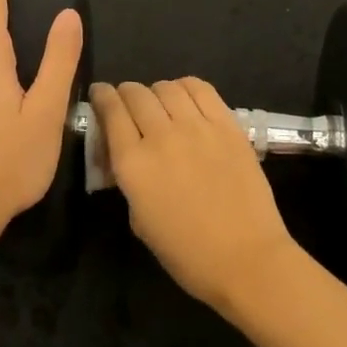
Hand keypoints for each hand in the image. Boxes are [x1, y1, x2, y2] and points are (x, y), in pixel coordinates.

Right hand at [88, 78, 297, 311]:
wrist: (245, 258)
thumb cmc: (186, 252)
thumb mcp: (139, 220)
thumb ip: (129, 181)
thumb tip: (128, 158)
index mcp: (133, 164)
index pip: (110, 111)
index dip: (102, 97)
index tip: (100, 95)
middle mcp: (161, 136)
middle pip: (136, 94)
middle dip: (125, 93)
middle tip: (127, 102)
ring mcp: (197, 127)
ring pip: (167, 87)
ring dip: (155, 91)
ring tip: (159, 102)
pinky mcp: (228, 126)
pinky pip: (202, 90)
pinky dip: (186, 87)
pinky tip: (185, 99)